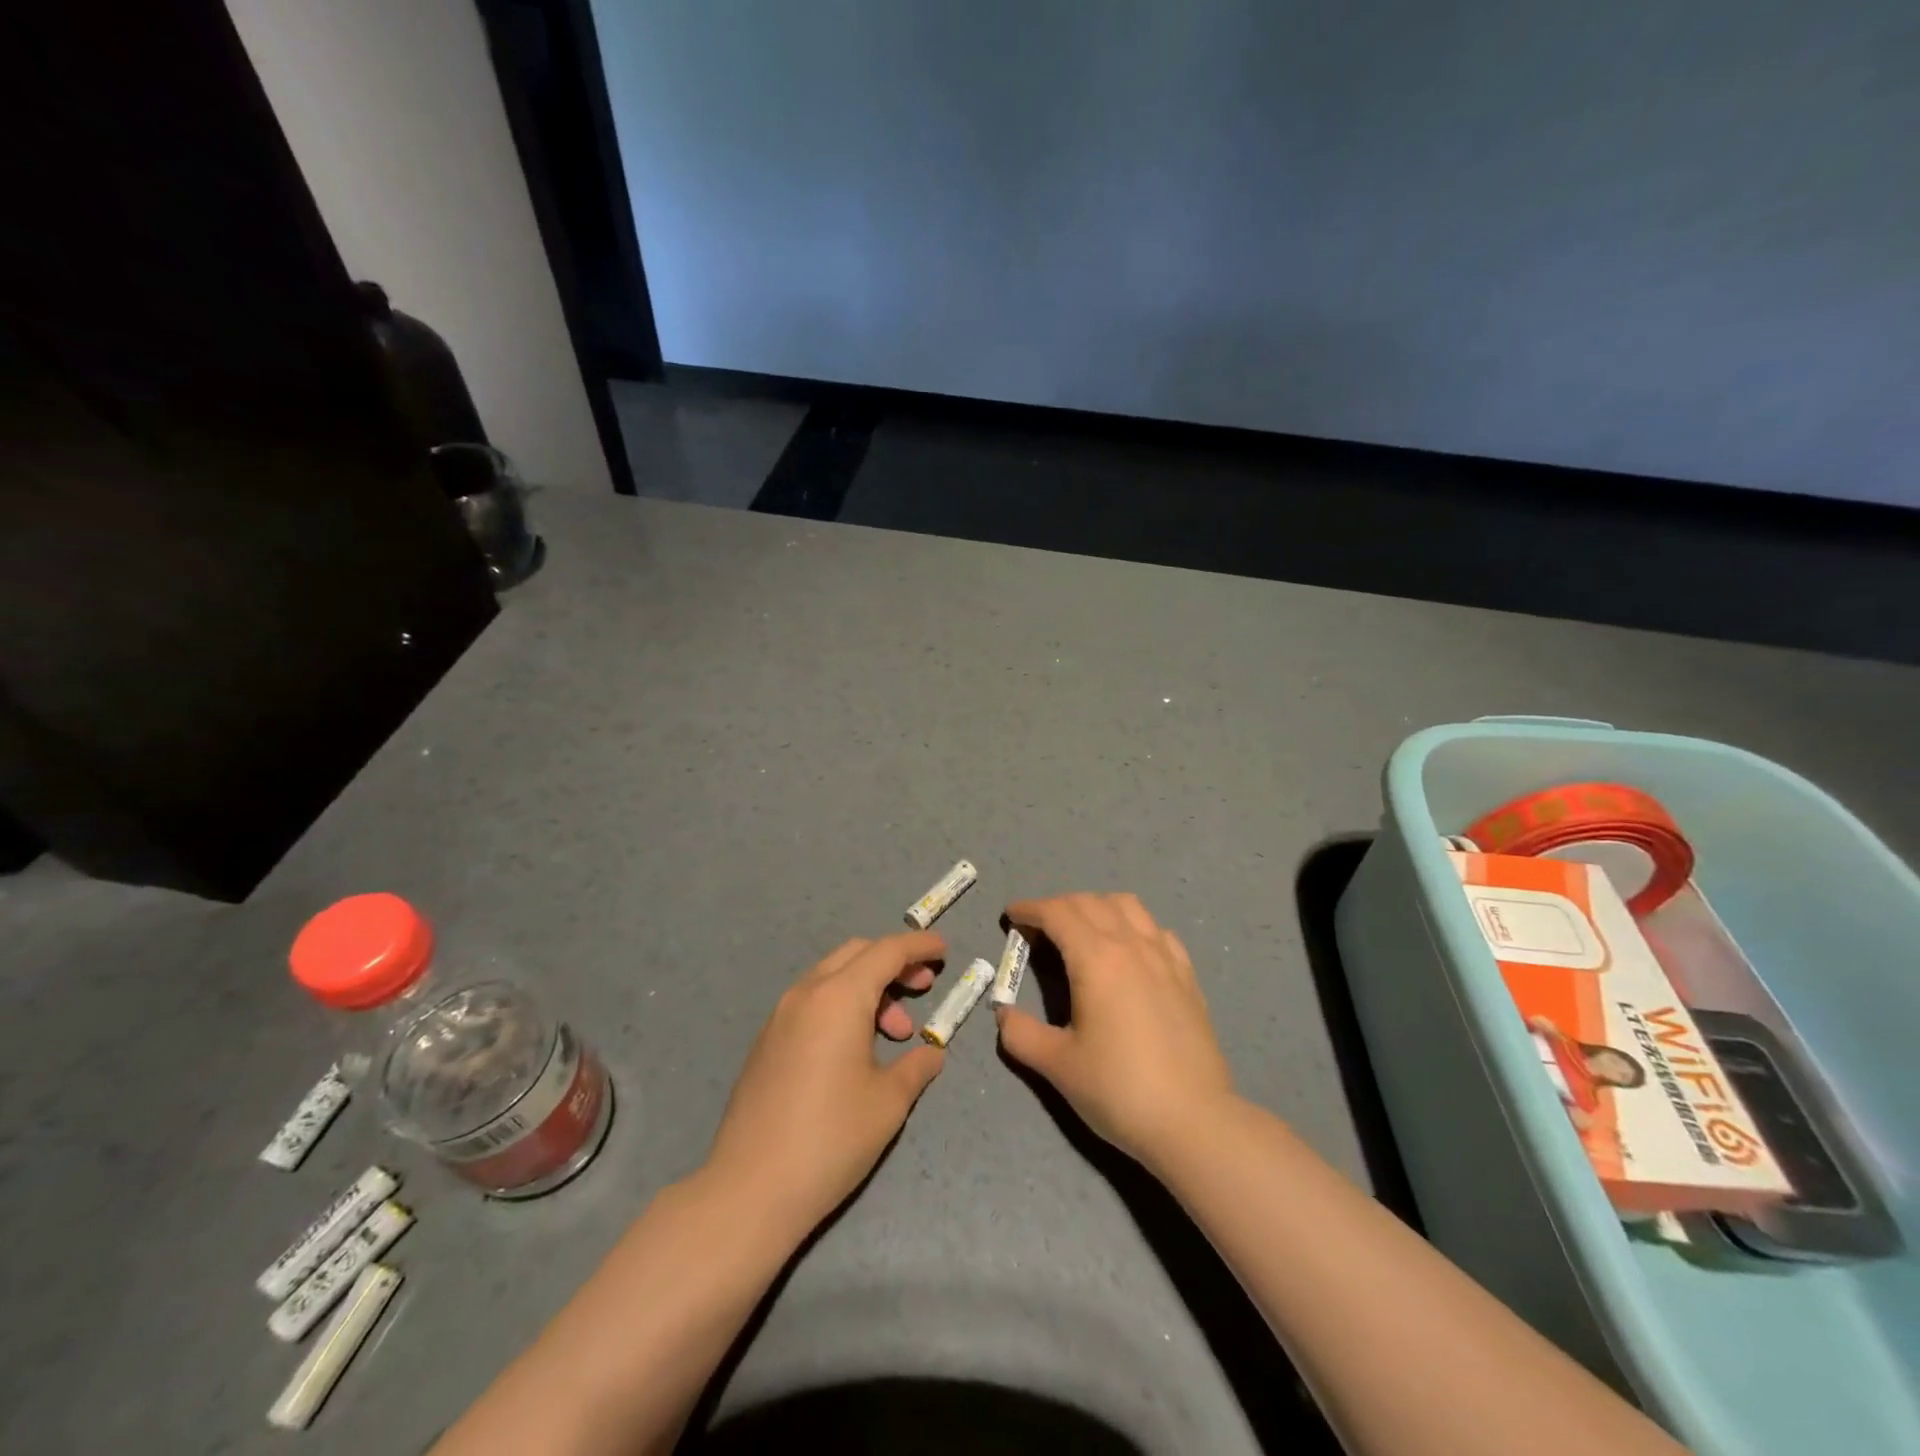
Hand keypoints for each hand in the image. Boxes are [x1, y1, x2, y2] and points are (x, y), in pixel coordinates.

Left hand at [705, 932, 947, 1233]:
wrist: (750, 1189)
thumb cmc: (830, 1138)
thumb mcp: (888, 1102)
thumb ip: (916, 1066)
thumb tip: (931, 1054)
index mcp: (839, 997)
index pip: (887, 951)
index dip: (919, 946)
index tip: (943, 950)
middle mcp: (807, 993)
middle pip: (857, 953)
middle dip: (894, 963)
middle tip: (923, 988)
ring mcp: (780, 1016)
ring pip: (832, 977)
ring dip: (868, 988)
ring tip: (894, 1035)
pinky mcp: (767, 1041)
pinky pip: (813, 1001)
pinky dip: (842, 1005)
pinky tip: (856, 1049)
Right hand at [997, 893, 1234, 1171]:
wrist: (1194, 1122)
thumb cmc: (1119, 1089)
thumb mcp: (1057, 1066)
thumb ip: (1021, 1034)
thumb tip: (1003, 1014)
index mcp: (1096, 959)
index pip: (1057, 913)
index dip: (1030, 908)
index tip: (1012, 915)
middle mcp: (1131, 945)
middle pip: (1089, 902)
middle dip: (1058, 906)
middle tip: (1038, 930)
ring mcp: (1165, 957)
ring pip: (1127, 906)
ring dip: (1097, 907)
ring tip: (1082, 932)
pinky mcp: (1187, 975)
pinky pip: (1156, 930)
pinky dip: (1133, 926)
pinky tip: (1129, 952)